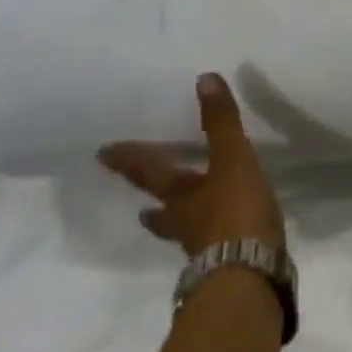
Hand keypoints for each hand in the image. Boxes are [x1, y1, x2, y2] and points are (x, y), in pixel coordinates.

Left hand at [99, 74, 285, 255]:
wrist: (250, 272)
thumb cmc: (235, 211)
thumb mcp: (233, 159)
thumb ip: (221, 122)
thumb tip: (204, 78)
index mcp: (181, 195)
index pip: (149, 173)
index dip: (130, 162)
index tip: (102, 155)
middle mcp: (185, 221)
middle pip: (162, 211)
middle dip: (153, 205)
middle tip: (141, 207)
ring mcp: (203, 247)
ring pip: (183, 231)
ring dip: (177, 223)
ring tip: (172, 220)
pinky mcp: (226, 264)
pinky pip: (212, 246)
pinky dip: (211, 238)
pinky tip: (221, 238)